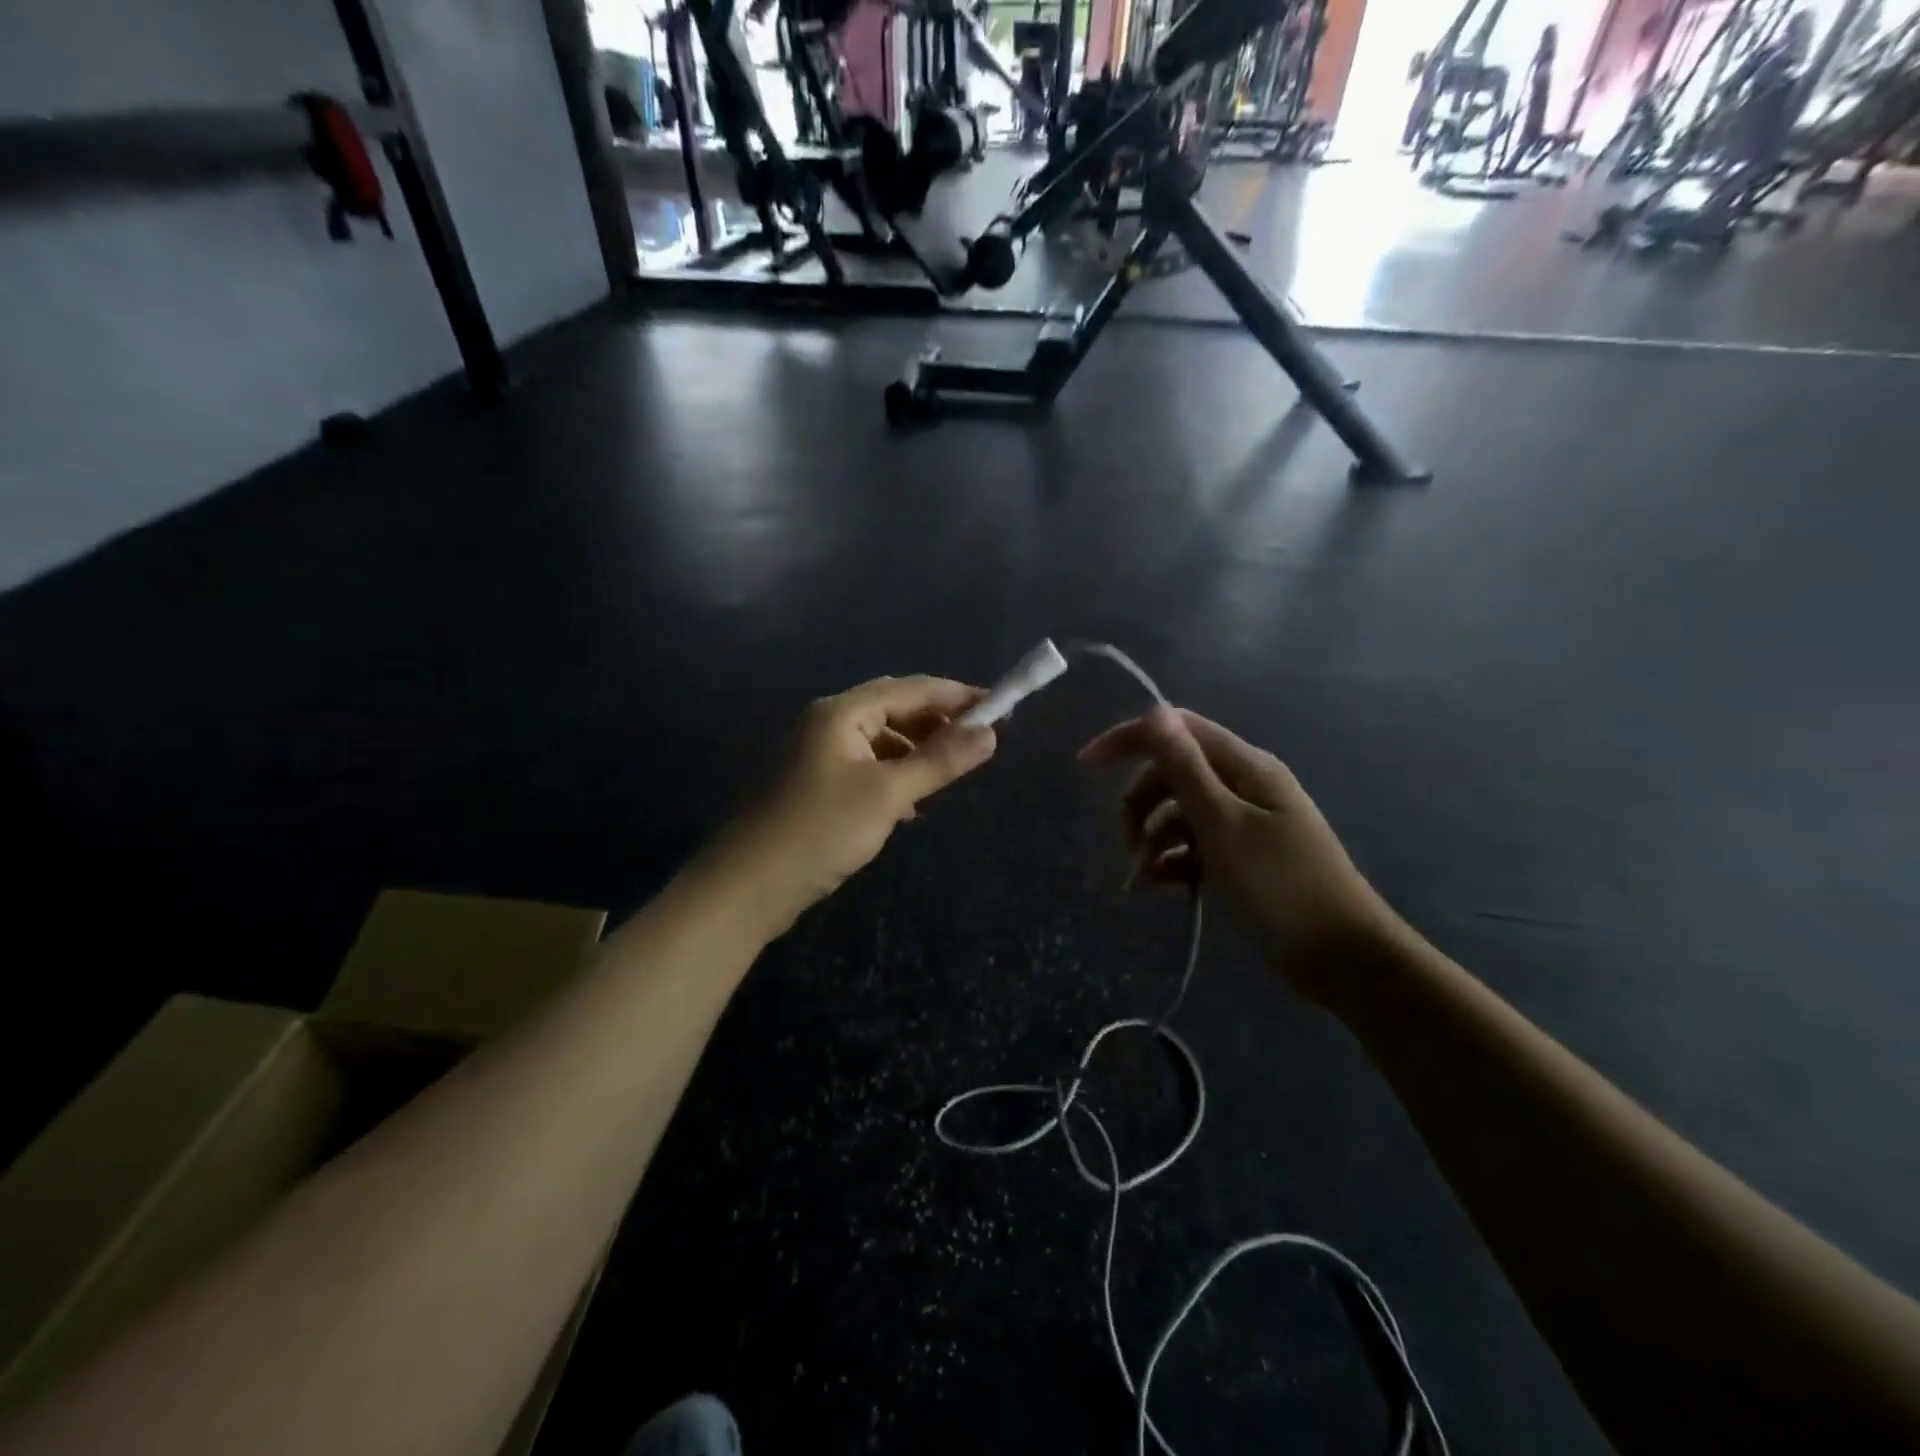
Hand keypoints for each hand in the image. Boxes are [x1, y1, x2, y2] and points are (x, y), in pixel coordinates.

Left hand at [707, 676, 996, 934]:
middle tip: (979, 742)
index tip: (1001, 709)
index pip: (912, 688)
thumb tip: (990, 733)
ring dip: (916, 750)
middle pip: (894, 708)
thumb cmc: (820, 831)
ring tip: (948, 773)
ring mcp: (816, 753)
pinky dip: (893, 774)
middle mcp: (827, 722)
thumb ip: (940, 761)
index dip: (958, 697)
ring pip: (880, 739)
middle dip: (938, 722)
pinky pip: (865, 764)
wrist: (746, 886)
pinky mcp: (813, 783)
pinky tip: (910, 802)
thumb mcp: (888, 795)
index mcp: (842, 712)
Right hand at [1078, 706, 1399, 1001]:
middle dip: (1140, 807)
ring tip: (1142, 882)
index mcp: (1245, 766)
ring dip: (1152, 841)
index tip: (1085, 766)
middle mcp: (1243, 786)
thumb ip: (1186, 768)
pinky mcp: (1243, 858)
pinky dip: (1173, 862)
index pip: (1177, 730)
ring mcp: (1244, 823)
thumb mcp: (1223, 824)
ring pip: (1179, 815)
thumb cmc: (1280, 887)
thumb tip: (1155, 712)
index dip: (1129, 739)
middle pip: (1172, 776)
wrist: (1343, 959)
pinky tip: (1161, 889)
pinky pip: (1194, 846)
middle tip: (1126, 848)